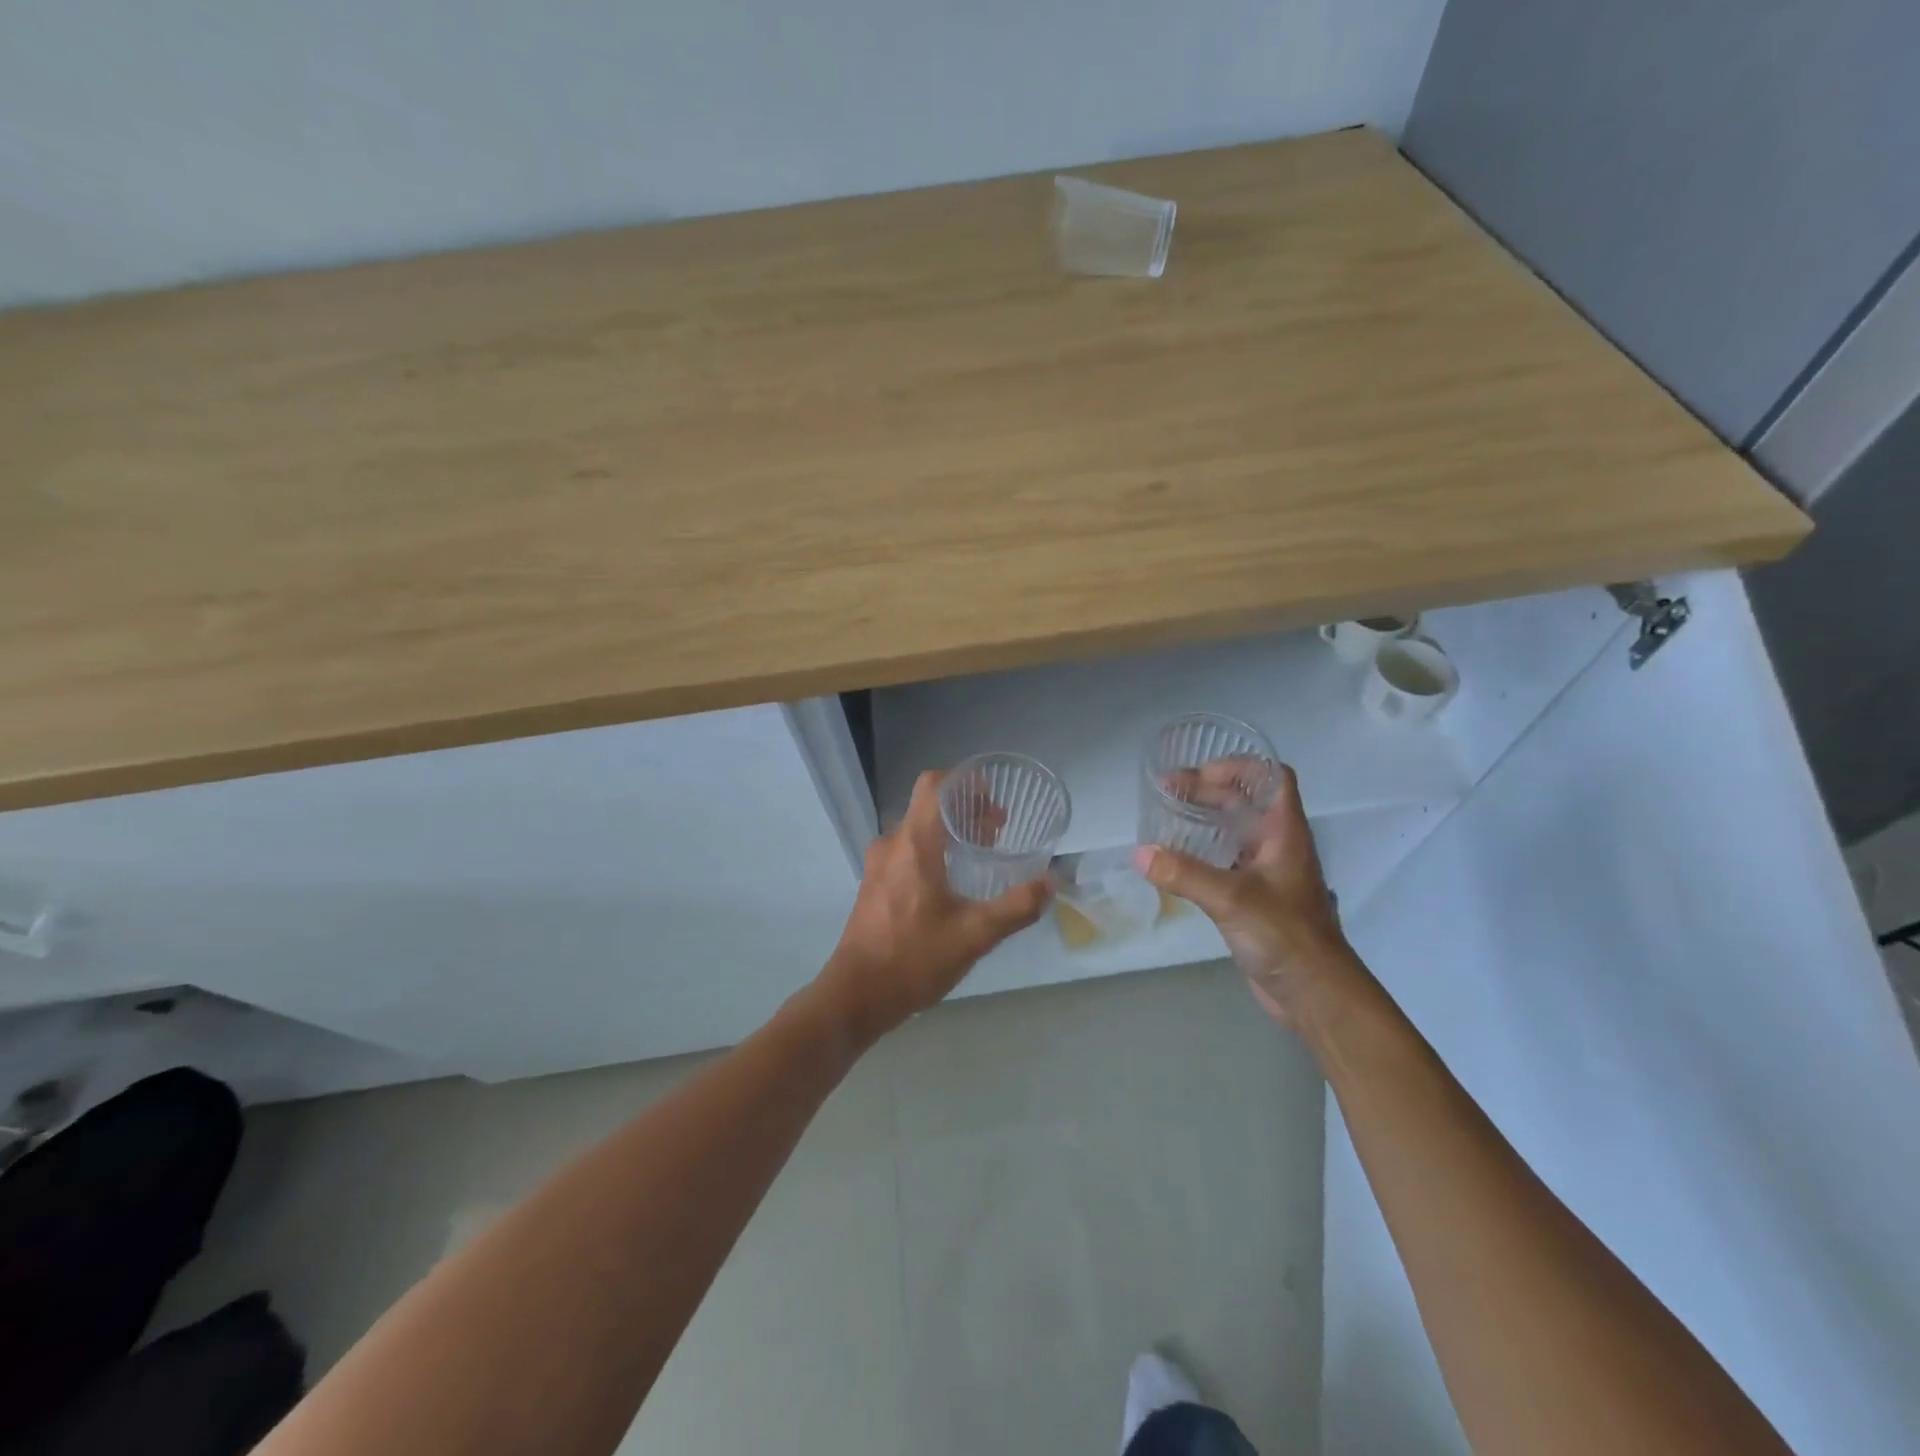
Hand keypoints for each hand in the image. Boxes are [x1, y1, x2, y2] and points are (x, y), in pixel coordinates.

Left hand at [814, 770, 1051, 1047]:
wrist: (857, 996)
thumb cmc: (914, 958)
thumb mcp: (975, 934)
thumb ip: (1016, 907)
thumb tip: (1050, 883)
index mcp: (913, 844)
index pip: (933, 785)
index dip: (963, 781)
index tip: (992, 795)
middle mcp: (891, 845)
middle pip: (927, 807)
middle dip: (964, 810)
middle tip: (997, 829)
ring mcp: (878, 866)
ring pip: (916, 830)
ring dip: (948, 832)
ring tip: (979, 853)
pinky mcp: (873, 886)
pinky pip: (905, 852)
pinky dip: (931, 851)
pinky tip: (951, 881)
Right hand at [1133, 763, 1360, 1032]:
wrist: (1314, 992)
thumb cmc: (1284, 935)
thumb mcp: (1231, 898)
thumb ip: (1184, 874)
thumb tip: (1139, 853)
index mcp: (1284, 832)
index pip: (1271, 777)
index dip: (1239, 766)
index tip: (1199, 773)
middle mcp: (1277, 845)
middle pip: (1245, 801)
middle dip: (1207, 790)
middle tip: (1166, 792)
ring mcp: (1267, 872)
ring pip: (1234, 831)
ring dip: (1203, 819)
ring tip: (1165, 817)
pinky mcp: (1255, 898)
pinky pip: (1225, 861)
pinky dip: (1201, 852)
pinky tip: (1174, 859)